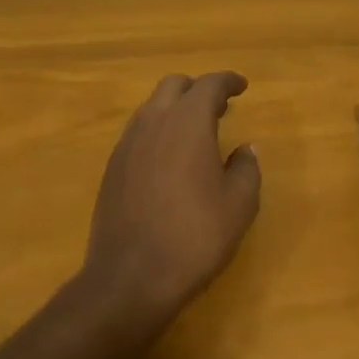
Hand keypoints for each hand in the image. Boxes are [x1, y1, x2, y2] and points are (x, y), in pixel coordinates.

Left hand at [82, 71, 261, 324]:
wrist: (131, 276)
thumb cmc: (195, 236)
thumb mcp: (239, 205)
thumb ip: (247, 168)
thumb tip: (245, 149)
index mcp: (187, 122)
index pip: (209, 85)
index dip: (228, 81)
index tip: (242, 86)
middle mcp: (153, 122)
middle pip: (174, 86)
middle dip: (197, 89)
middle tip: (219, 107)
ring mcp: (127, 144)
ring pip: (151, 107)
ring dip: (175, 109)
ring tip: (195, 132)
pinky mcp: (112, 167)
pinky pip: (138, 132)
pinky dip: (158, 131)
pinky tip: (169, 158)